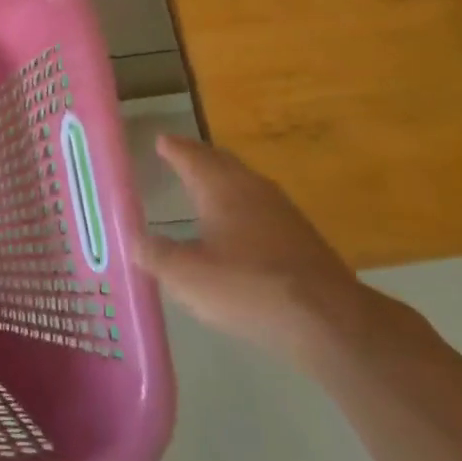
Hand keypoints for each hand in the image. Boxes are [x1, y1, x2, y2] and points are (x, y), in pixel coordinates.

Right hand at [132, 135, 373, 363]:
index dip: (174, 148)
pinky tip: (239, 228)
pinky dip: (242, 206)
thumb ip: (155, 254)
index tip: (161, 140)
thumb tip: (132, 238)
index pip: (191, 156)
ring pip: (245, 183)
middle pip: (221, 162)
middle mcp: (252, 189)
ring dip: (223, 180)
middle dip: (199, 158)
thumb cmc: (247, 287)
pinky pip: (262, 208)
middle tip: (180, 155)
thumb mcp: (186, 275)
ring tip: (206, 187)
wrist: (329, 321)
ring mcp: (283, 212)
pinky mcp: (302, 238)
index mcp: (221, 188)